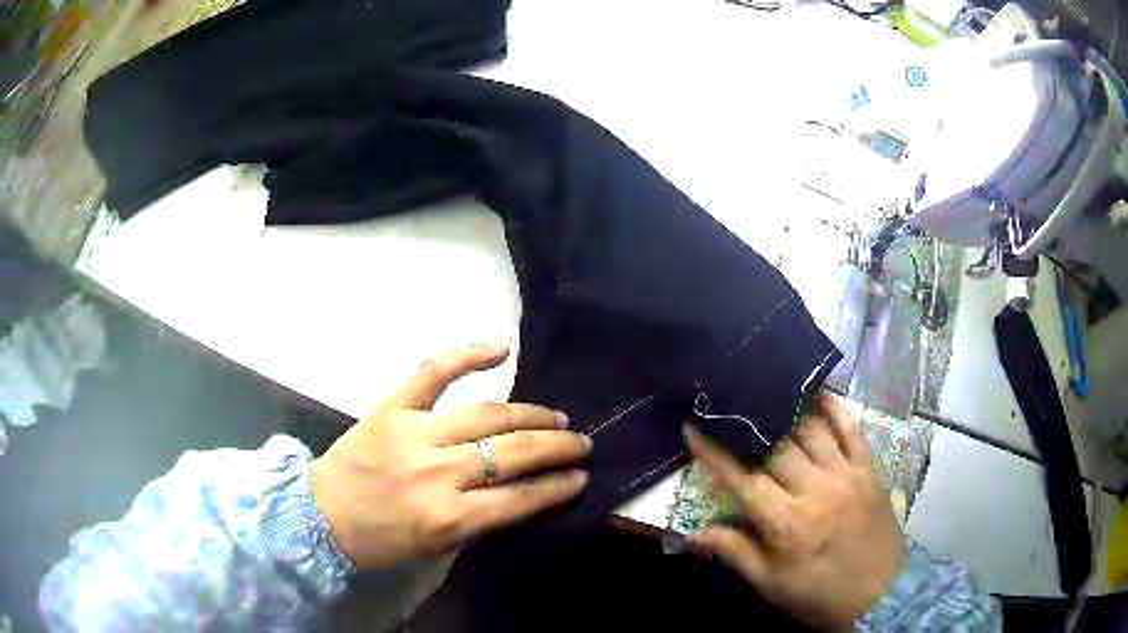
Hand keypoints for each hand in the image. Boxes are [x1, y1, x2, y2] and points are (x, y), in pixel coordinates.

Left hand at [310, 345, 590, 570]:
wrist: (319, 516)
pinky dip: (468, 355)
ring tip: (555, 415)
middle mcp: (437, 473)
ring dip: (529, 413)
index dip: (557, 487)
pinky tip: (501, 350)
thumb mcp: (436, 547)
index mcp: (448, 517)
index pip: (520, 498)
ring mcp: (414, 433)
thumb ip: (480, 520)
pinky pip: (434, 372)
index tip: (580, 477)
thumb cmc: (380, 540)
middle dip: (556, 446)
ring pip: (486, 414)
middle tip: (580, 442)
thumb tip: (523, 492)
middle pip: (511, 451)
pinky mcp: (392, 406)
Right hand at [685, 392, 904, 630]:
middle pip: (775, 449)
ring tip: (767, 395)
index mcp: (786, 523)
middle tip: (729, 409)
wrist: (879, 594)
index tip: (693, 428)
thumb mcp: (771, 585)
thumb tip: (697, 533)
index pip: (742, 480)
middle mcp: (815, 490)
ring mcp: (846, 475)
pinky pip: (852, 431)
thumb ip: (736, 553)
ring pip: (811, 433)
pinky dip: (836, 410)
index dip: (714, 454)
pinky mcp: (868, 471)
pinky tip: (821, 394)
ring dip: (787, 414)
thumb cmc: (819, 594)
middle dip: (748, 428)